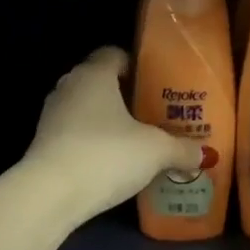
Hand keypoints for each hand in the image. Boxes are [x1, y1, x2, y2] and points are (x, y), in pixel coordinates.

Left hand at [25, 47, 204, 218]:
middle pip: (99, 81)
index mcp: (94, 74)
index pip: (114, 54)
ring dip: (105, 120)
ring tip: (134, 139)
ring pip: (85, 108)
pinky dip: (91, 142)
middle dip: (123, 95)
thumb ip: (182, 149)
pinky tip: (110, 162)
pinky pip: (74, 133)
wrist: (50, 195)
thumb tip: (207, 154)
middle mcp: (69, 86)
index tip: (156, 83)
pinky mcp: (42, 144)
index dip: (136, 65)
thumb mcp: (156, 151)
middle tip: (152, 113)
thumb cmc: (107, 154)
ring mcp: (51, 116)